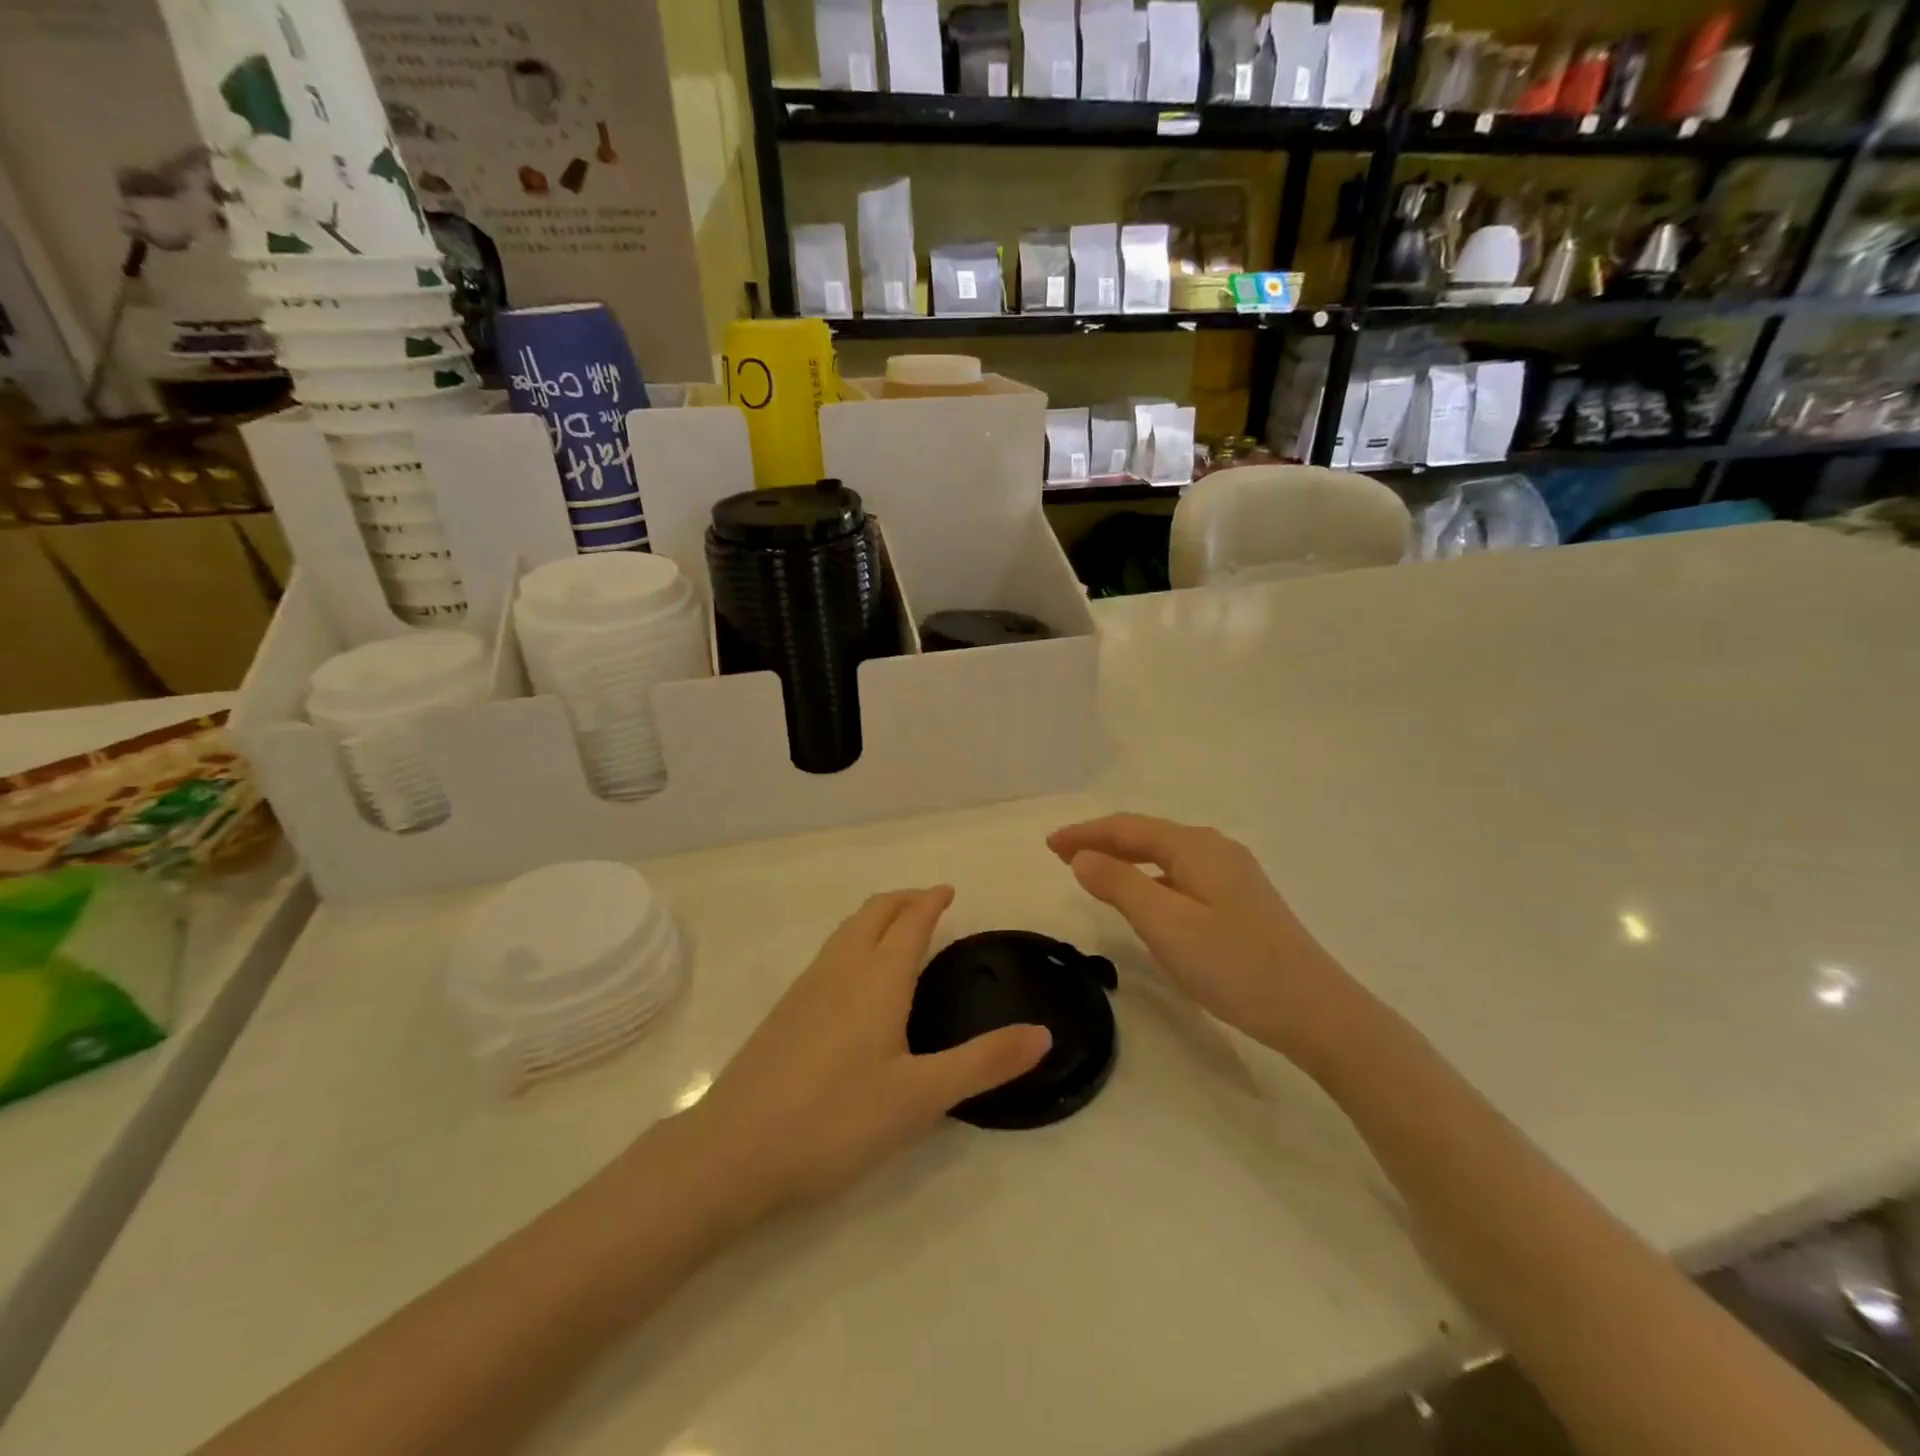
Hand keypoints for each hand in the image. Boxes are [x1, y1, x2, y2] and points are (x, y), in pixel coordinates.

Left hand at [688, 888, 1050, 1218]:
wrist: (733, 1151)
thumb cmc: (836, 1120)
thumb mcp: (921, 1097)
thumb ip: (984, 1063)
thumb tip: (1043, 1033)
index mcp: (878, 978)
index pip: (910, 921)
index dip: (931, 900)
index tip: (949, 890)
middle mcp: (841, 969)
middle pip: (874, 913)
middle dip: (904, 900)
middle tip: (930, 903)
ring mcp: (806, 987)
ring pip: (847, 931)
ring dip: (876, 918)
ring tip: (897, 931)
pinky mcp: (785, 1011)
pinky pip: (829, 954)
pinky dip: (854, 942)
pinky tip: (855, 979)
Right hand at [1048, 814, 1351, 1061]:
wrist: (1315, 1011)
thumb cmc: (1234, 965)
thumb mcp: (1166, 924)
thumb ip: (1119, 885)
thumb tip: (1083, 857)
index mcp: (1196, 847)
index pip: (1128, 828)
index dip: (1085, 833)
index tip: (1048, 845)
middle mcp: (1215, 850)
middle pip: (1147, 836)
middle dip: (1102, 842)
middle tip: (1061, 856)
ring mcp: (1233, 876)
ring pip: (1165, 858)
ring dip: (1125, 861)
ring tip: (1093, 874)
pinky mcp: (1241, 902)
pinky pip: (1181, 877)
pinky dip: (1150, 881)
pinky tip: (1145, 903)